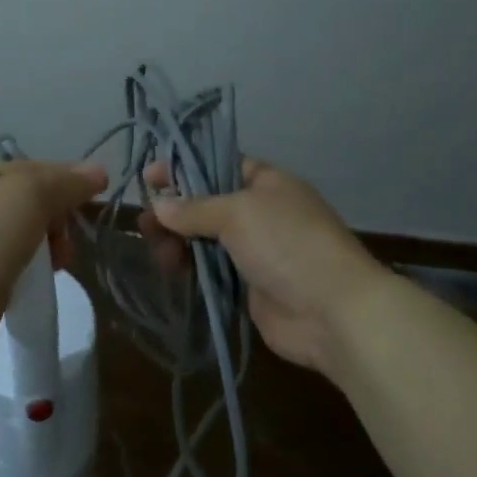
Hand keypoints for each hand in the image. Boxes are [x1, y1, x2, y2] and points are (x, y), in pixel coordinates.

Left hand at [0, 158, 107, 370]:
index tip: (91, 198)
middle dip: (55, 220)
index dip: (63, 180)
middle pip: (26, 207)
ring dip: (45, 251)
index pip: (29, 171)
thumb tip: (97, 172)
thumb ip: (65, 183)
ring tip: (58, 266)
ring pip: (20, 242)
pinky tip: (36, 287)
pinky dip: (28, 278)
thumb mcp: (30, 194)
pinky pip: (11, 274)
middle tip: (67, 241)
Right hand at [143, 156, 391, 373]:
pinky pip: (211, 270)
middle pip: (207, 204)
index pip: (218, 165)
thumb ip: (194, 208)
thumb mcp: (237, 213)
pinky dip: (191, 268)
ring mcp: (256, 250)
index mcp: (266, 183)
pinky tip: (170, 270)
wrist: (333, 312)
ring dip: (178, 242)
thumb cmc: (287, 244)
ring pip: (205, 239)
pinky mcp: (249, 286)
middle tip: (144, 223)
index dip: (184, 169)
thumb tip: (159, 205)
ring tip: (157, 252)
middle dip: (174, 211)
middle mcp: (260, 212)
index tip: (150, 177)